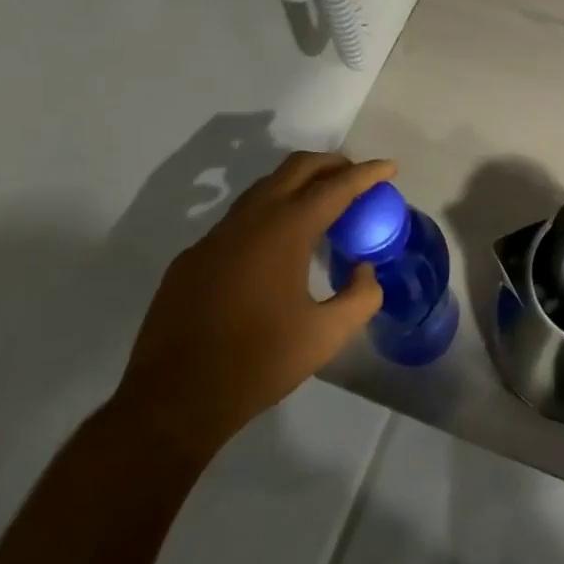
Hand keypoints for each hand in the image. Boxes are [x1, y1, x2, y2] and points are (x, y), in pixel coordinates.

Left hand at [111, 152, 392, 461]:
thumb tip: (364, 270)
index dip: (367, 174)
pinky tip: (276, 249)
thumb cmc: (259, 362)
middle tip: (357, 177)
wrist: (174, 399)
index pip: (335, 187)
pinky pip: (239, 219)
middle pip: (296, 168)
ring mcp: (215, 236)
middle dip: (331, 164)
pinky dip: (269, 214)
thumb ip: (360, 296)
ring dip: (298, 185)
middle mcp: (249, 220)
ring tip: (322, 206)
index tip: (389, 167)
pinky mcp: (192, 257)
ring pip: (263, 189)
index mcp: (285, 231)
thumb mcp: (326, 335)